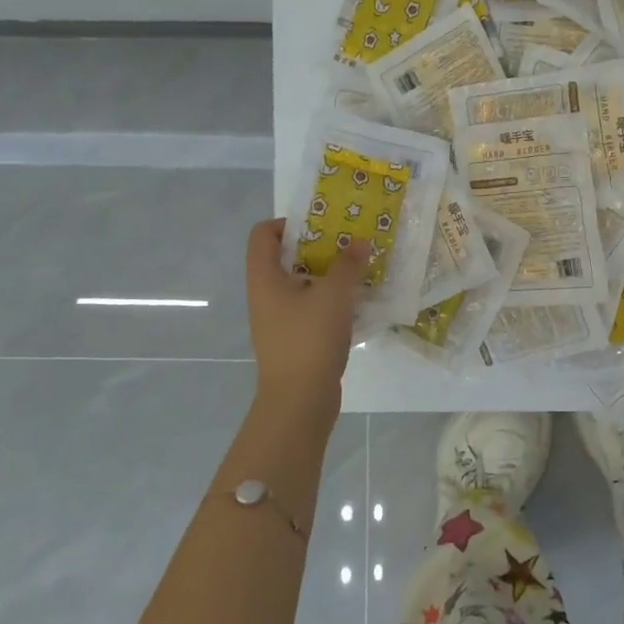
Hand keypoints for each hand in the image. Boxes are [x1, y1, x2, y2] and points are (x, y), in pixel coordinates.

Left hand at [244, 218, 367, 419]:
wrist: (299, 401)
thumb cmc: (309, 339)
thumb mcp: (334, 295)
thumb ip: (348, 264)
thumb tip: (360, 242)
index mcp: (264, 278)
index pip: (263, 234)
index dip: (288, 223)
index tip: (322, 225)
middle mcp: (266, 295)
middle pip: (286, 257)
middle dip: (319, 247)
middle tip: (350, 242)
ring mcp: (279, 319)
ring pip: (303, 284)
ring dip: (329, 274)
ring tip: (360, 269)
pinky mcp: (295, 339)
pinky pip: (312, 308)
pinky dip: (332, 300)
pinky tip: (358, 302)